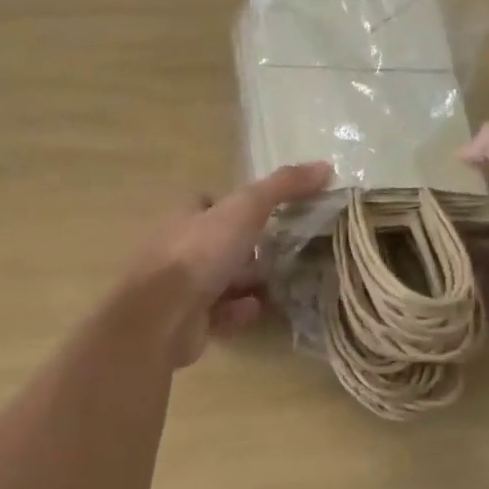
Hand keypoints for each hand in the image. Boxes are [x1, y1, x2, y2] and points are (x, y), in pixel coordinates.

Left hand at [138, 161, 331, 367]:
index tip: (267, 210)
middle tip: (284, 250)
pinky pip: (218, 314)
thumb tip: (325, 166)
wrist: (163, 314)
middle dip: (246, 248)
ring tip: (281, 282)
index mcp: (187, 217)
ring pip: (220, 280)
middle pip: (218, 244)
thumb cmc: (201, 252)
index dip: (235, 205)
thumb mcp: (246, 209)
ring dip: (246, 282)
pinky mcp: (188, 322)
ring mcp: (182, 288)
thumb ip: (283, 187)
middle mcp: (181, 249)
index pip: (209, 203)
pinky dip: (238, 312)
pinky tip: (257, 309)